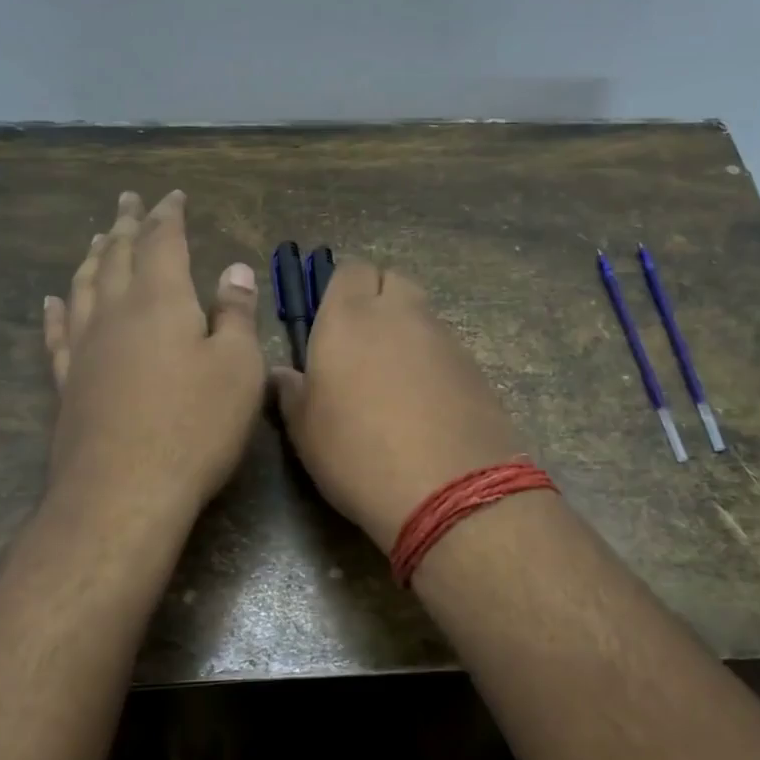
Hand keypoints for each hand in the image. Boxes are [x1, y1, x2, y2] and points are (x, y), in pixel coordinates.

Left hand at [42, 190, 264, 514]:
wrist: (124, 491)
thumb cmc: (195, 426)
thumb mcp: (237, 368)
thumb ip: (236, 315)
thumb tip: (234, 270)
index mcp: (161, 301)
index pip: (162, 242)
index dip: (167, 215)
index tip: (171, 195)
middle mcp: (116, 313)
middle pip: (118, 256)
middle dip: (126, 225)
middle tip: (127, 200)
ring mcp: (86, 348)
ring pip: (85, 287)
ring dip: (93, 258)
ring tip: (98, 239)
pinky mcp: (69, 382)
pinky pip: (59, 333)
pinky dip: (58, 310)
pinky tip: (53, 300)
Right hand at [273, 260, 524, 552]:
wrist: (449, 489)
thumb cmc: (358, 455)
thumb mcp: (305, 431)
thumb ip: (291, 393)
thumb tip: (284, 375)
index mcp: (349, 317)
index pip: (349, 270)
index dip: (340, 290)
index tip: (331, 323)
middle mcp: (400, 314)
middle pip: (392, 280)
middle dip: (378, 299)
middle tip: (362, 344)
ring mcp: (443, 337)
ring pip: (422, 313)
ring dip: (406, 331)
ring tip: (395, 379)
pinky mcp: (475, 365)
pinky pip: (446, 347)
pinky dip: (434, 360)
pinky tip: (427, 402)